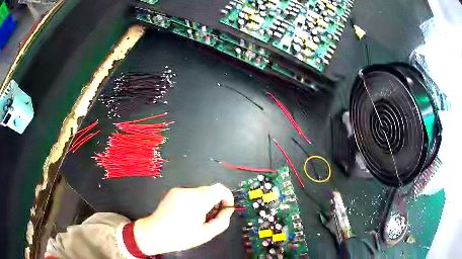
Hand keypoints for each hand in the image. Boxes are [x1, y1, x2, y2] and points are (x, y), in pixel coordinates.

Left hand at [133, 183, 234, 254]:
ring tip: (199, 218)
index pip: (219, 189)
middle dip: (216, 202)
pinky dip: (195, 201)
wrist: (154, 233)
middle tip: (213, 217)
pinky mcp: (173, 192)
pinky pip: (190, 194)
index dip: (228, 197)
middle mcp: (188, 191)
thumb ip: (222, 221)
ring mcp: (179, 190)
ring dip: (205, 202)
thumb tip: (228, 211)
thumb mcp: (205, 234)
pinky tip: (188, 214)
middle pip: (210, 190)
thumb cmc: (180, 237)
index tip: (227, 208)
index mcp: (197, 201)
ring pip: (200, 192)